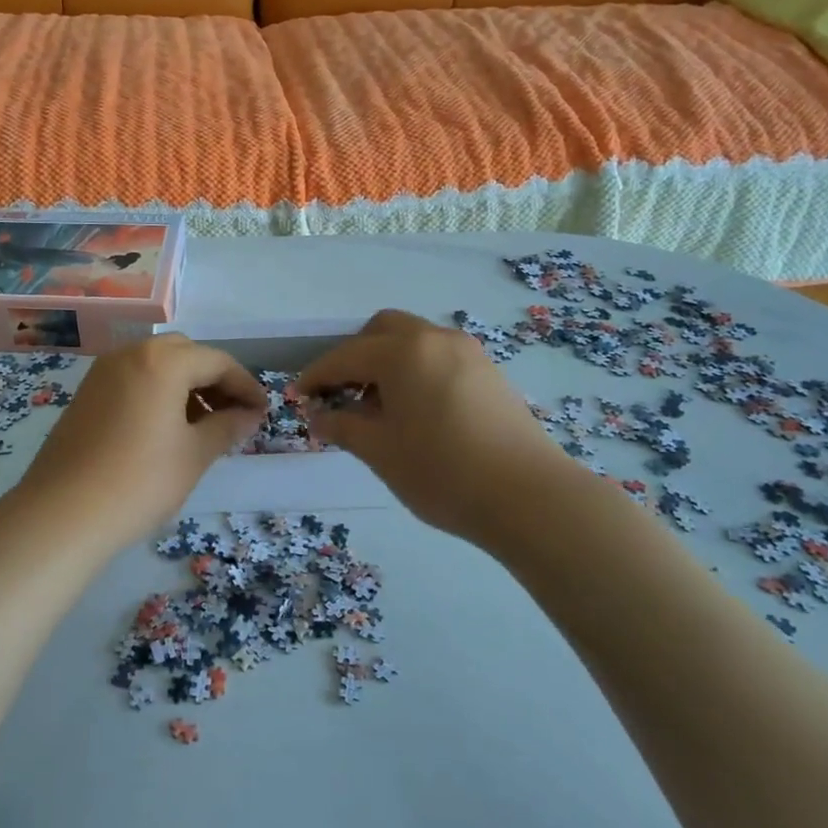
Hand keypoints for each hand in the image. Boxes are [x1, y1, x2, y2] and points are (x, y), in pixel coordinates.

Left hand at [12, 335, 265, 557]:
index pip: (216, 361)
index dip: (245, 385)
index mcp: (161, 361)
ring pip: (156, 364)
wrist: (62, 514)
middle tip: (232, 415)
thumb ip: (227, 427)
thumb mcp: (194, 455)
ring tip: (201, 426)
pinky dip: (156, 392)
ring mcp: (102, 372)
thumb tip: (250, 414)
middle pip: (184, 354)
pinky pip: (132, 379)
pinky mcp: (85, 394)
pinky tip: (164, 429)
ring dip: (184, 385)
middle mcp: (129, 354)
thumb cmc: (139, 482)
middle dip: (213, 379)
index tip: (262, 411)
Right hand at [297, 309, 570, 547]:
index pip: (345, 356)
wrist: (529, 497)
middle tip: (342, 394)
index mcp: (403, 352)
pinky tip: (416, 412)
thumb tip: (317, 416)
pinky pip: (438, 357)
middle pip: (382, 330)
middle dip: (354, 356)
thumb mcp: (379, 451)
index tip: (298, 398)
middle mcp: (435, 339)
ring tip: (379, 409)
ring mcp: (468, 353)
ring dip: (386, 363)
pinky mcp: (489, 373)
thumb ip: (341, 426)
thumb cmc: (441, 472)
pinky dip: (416, 371)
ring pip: (414, 341)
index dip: (316, 376)